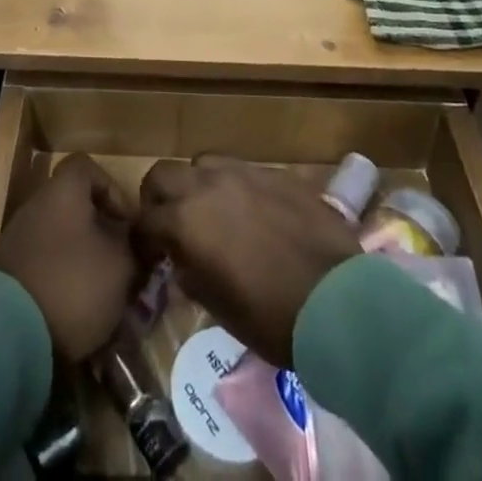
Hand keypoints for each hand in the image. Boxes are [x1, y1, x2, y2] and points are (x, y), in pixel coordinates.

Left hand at [0, 154, 141, 361]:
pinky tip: (73, 312)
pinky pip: (42, 266)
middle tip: (119, 264)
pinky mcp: (6, 274)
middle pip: (74, 207)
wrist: (8, 331)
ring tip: (101, 295)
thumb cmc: (73, 282)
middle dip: (99, 233)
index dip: (112, 190)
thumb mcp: (120, 265)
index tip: (127, 223)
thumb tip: (129, 242)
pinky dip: (59, 282)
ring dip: (80, 260)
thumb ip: (130, 247)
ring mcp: (17, 238)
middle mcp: (36, 205)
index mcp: (63, 190)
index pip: (88, 167)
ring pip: (59, 239)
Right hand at [136, 155, 359, 367]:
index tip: (149, 254)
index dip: (142, 238)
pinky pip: (241, 170)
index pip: (145, 219)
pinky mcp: (274, 172)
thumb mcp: (219, 309)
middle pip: (163, 173)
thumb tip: (182, 262)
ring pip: (202, 162)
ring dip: (197, 184)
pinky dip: (234, 186)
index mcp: (187, 220)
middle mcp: (207, 184)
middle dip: (159, 197)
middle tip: (171, 224)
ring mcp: (243, 172)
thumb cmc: (272, 318)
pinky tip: (252, 213)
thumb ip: (192, 275)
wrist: (339, 302)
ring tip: (213, 212)